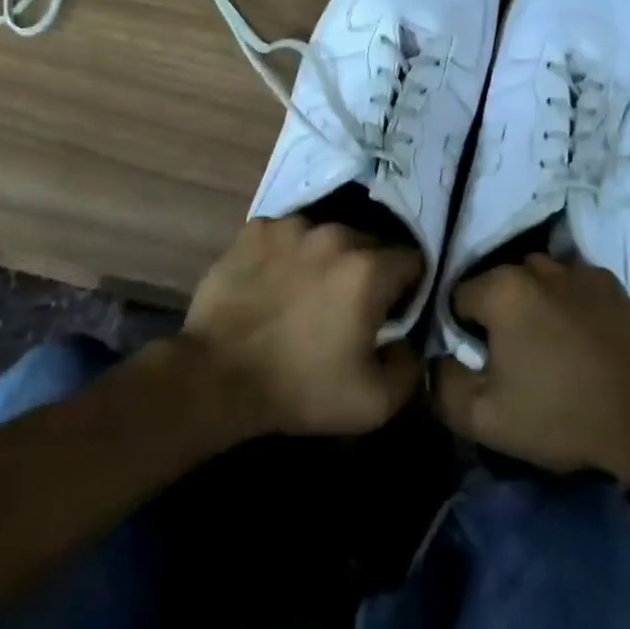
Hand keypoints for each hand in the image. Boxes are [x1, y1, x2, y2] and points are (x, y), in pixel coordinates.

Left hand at [184, 215, 423, 436]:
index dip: (407, 288)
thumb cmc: (300, 388)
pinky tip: (276, 282)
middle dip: (368, 271)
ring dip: (328, 258)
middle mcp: (336, 234)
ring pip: (327, 235)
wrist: (217, 377)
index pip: (412, 260)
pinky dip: (289, 253)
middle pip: (370, 243)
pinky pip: (288, 235)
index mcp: (369, 268)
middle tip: (348, 306)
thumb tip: (409, 342)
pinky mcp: (257, 228)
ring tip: (308, 291)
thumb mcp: (374, 403)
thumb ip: (410, 367)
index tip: (390, 313)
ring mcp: (293, 226)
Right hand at [434, 255, 629, 476]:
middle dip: (499, 315)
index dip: (463, 334)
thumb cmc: (557, 415)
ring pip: (537, 281)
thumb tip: (433, 360)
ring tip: (549, 346)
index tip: (483, 365)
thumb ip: (441, 383)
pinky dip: (569, 303)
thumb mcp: (483, 417)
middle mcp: (537, 266)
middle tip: (514, 359)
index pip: (459, 299)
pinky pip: (572, 285)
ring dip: (534, 304)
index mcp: (502, 288)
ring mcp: (578, 270)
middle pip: (498, 285)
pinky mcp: (611, 284)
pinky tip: (580, 338)